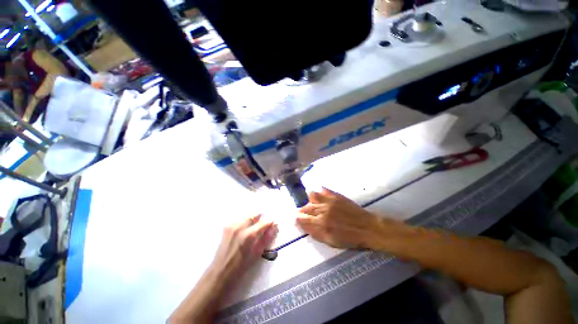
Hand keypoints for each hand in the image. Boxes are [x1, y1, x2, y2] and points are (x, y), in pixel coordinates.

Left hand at [212, 215, 277, 279]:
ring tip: (254, 227)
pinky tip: (244, 230)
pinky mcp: (227, 227)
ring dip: (252, 220)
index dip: (270, 222)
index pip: (264, 222)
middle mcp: (241, 227)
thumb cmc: (241, 266)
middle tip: (263, 224)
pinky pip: (239, 220)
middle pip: (254, 215)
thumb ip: (266, 238)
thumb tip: (274, 228)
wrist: (221, 271)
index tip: (273, 223)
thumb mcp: (257, 253)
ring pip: (246, 216)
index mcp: (250, 235)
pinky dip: (244, 222)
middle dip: (260, 218)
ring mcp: (232, 225)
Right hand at [296, 188, 387, 249]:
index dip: (297, 219)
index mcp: (321, 225)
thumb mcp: (330, 241)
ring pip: (312, 196)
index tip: (295, 218)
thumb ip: (315, 233)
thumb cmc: (349, 238)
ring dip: (309, 200)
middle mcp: (323, 211)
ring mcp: (329, 201)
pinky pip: (323, 190)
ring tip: (311, 203)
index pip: (303, 219)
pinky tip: (320, 194)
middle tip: (302, 212)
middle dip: (301, 210)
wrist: (368, 228)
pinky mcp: (336, 195)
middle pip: (306, 207)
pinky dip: (320, 192)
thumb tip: (301, 224)